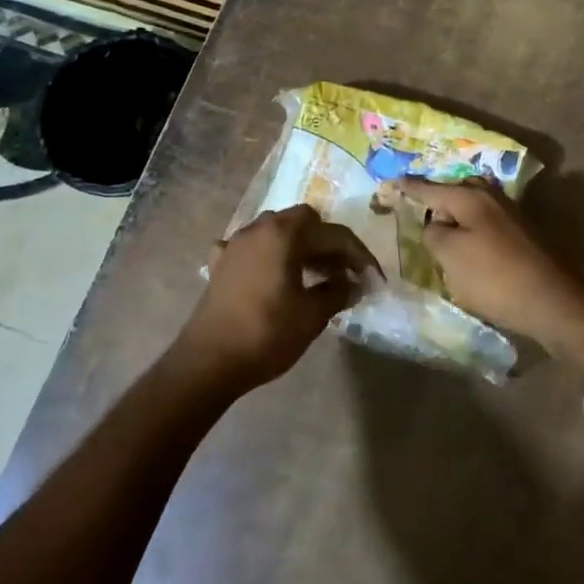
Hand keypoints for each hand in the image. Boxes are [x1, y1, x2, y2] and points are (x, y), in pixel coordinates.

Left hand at [170, 205, 378, 393]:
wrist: (208, 361)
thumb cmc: (267, 334)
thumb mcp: (312, 315)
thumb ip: (338, 292)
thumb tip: (355, 284)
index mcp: (285, 234)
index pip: (334, 235)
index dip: (359, 256)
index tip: (374, 278)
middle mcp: (259, 228)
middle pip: (304, 222)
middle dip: (328, 242)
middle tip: (344, 271)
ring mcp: (236, 243)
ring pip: (277, 230)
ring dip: (300, 245)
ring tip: (316, 274)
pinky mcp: (221, 263)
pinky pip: (252, 247)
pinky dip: (269, 255)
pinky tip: (272, 275)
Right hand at [394, 178, 583, 342]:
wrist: (552, 300)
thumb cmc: (494, 277)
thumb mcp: (449, 255)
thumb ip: (433, 233)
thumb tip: (435, 224)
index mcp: (470, 197)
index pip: (430, 188)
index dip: (409, 188)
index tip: (392, 183)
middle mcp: (492, 198)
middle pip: (456, 192)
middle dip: (437, 199)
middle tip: (418, 211)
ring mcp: (511, 215)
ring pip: (474, 208)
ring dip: (456, 216)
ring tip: (439, 232)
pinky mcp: (523, 236)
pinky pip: (486, 224)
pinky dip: (472, 231)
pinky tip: (467, 248)